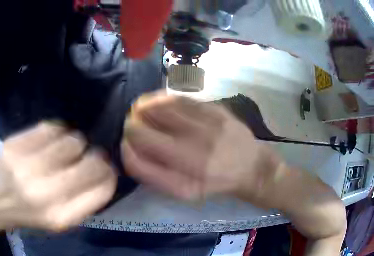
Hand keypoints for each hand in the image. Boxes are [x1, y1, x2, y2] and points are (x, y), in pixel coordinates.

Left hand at [0, 122, 116, 231]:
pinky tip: (51, 138)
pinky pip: (50, 128)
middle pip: (91, 162)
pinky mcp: (13, 147)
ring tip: (65, 148)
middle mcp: (45, 194)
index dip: (110, 174)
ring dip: (75, 142)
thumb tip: (106, 171)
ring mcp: (26, 168)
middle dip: (96, 156)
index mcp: (61, 217)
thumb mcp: (58, 221)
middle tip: (88, 155)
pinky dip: (57, 131)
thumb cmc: (26, 214)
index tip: (105, 168)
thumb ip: (84, 201)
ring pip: (72, 140)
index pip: (103, 188)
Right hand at [122, 91, 280, 200]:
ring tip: (140, 110)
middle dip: (131, 125)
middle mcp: (192, 151)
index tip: (126, 143)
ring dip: (143, 108)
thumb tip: (129, 152)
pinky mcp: (215, 110)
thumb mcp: (185, 191)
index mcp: (183, 177)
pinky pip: (180, 98)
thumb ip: (154, 176)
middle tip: (132, 124)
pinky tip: (158, 101)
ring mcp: (204, 126)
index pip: (137, 157)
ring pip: (159, 108)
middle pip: (143, 129)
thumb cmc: (215, 182)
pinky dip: (162, 98)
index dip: (125, 147)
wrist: (249, 166)